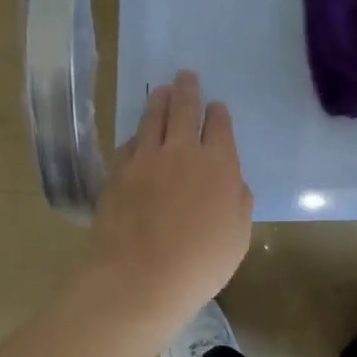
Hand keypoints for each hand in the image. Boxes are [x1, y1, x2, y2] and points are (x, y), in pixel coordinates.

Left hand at [86, 70, 252, 321]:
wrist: (139, 279)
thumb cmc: (199, 264)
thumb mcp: (238, 237)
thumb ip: (239, 202)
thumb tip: (233, 183)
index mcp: (219, 165)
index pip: (219, 125)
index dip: (218, 113)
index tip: (216, 107)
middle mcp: (183, 151)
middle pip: (185, 109)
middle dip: (188, 90)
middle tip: (186, 76)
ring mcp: (146, 158)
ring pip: (153, 117)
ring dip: (159, 100)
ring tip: (161, 90)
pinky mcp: (118, 171)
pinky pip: (130, 142)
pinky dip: (137, 133)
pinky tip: (137, 134)